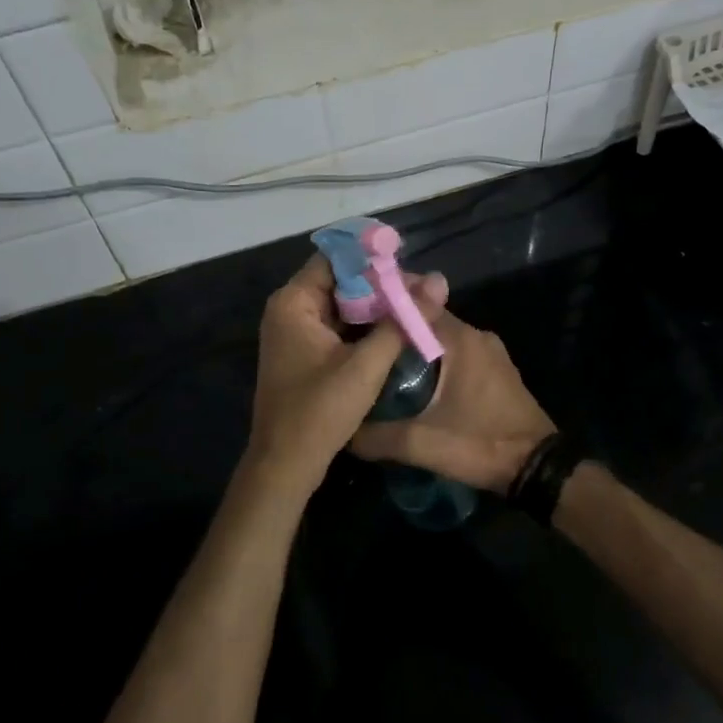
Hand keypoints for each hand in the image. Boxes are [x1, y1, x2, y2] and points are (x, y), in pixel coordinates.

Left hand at [244, 255, 448, 495]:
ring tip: (415, 306)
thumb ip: (402, 322)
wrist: (285, 464)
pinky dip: (363, 326)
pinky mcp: (304, 352)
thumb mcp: (366, 365)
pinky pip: (337, 325)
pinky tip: (394, 330)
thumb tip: (438, 282)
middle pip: (339, 280)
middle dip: (379, 283)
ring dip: (375, 305)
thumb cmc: (319, 411)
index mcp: (294, 302)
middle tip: (420, 289)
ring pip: (341, 304)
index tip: (409, 263)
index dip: (372, 257)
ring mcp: (295, 332)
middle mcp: (289, 309)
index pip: (335, 258)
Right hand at [351, 309, 554, 494]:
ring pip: (441, 338)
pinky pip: (456, 354)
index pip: (416, 303)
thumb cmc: (481, 445)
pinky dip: (432, 358)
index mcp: (460, 340)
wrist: (537, 469)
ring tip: (376, 357)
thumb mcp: (422, 444)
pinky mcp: (495, 372)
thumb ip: (377, 436)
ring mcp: (490, 353)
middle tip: (356, 335)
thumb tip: (343, 430)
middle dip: (394, 325)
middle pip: (427, 319)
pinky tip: (409, 378)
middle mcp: (476, 336)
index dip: (383, 303)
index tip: (352, 309)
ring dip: (413, 343)